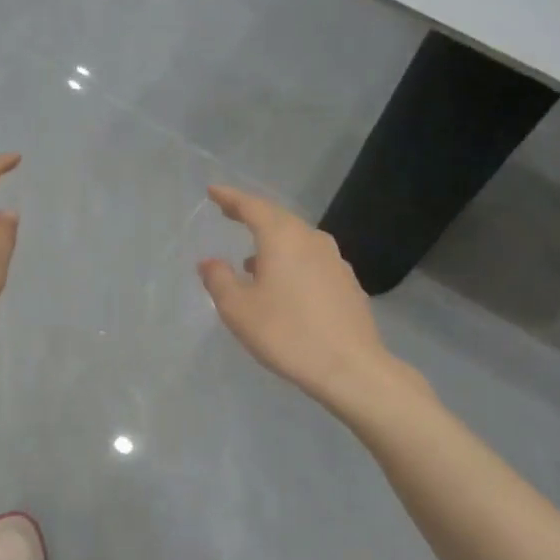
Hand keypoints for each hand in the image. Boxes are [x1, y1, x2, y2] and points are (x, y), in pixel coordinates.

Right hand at [198, 186, 407, 412]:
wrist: (349, 367)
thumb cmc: (286, 333)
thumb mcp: (238, 309)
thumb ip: (219, 279)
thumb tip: (209, 261)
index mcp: (282, 238)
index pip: (252, 206)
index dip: (230, 198)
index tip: (213, 192)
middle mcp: (311, 239)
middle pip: (278, 218)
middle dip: (252, 215)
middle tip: (231, 213)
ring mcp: (334, 260)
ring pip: (297, 239)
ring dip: (273, 242)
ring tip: (252, 259)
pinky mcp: (346, 282)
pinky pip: (311, 259)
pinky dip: (291, 261)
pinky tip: (283, 284)